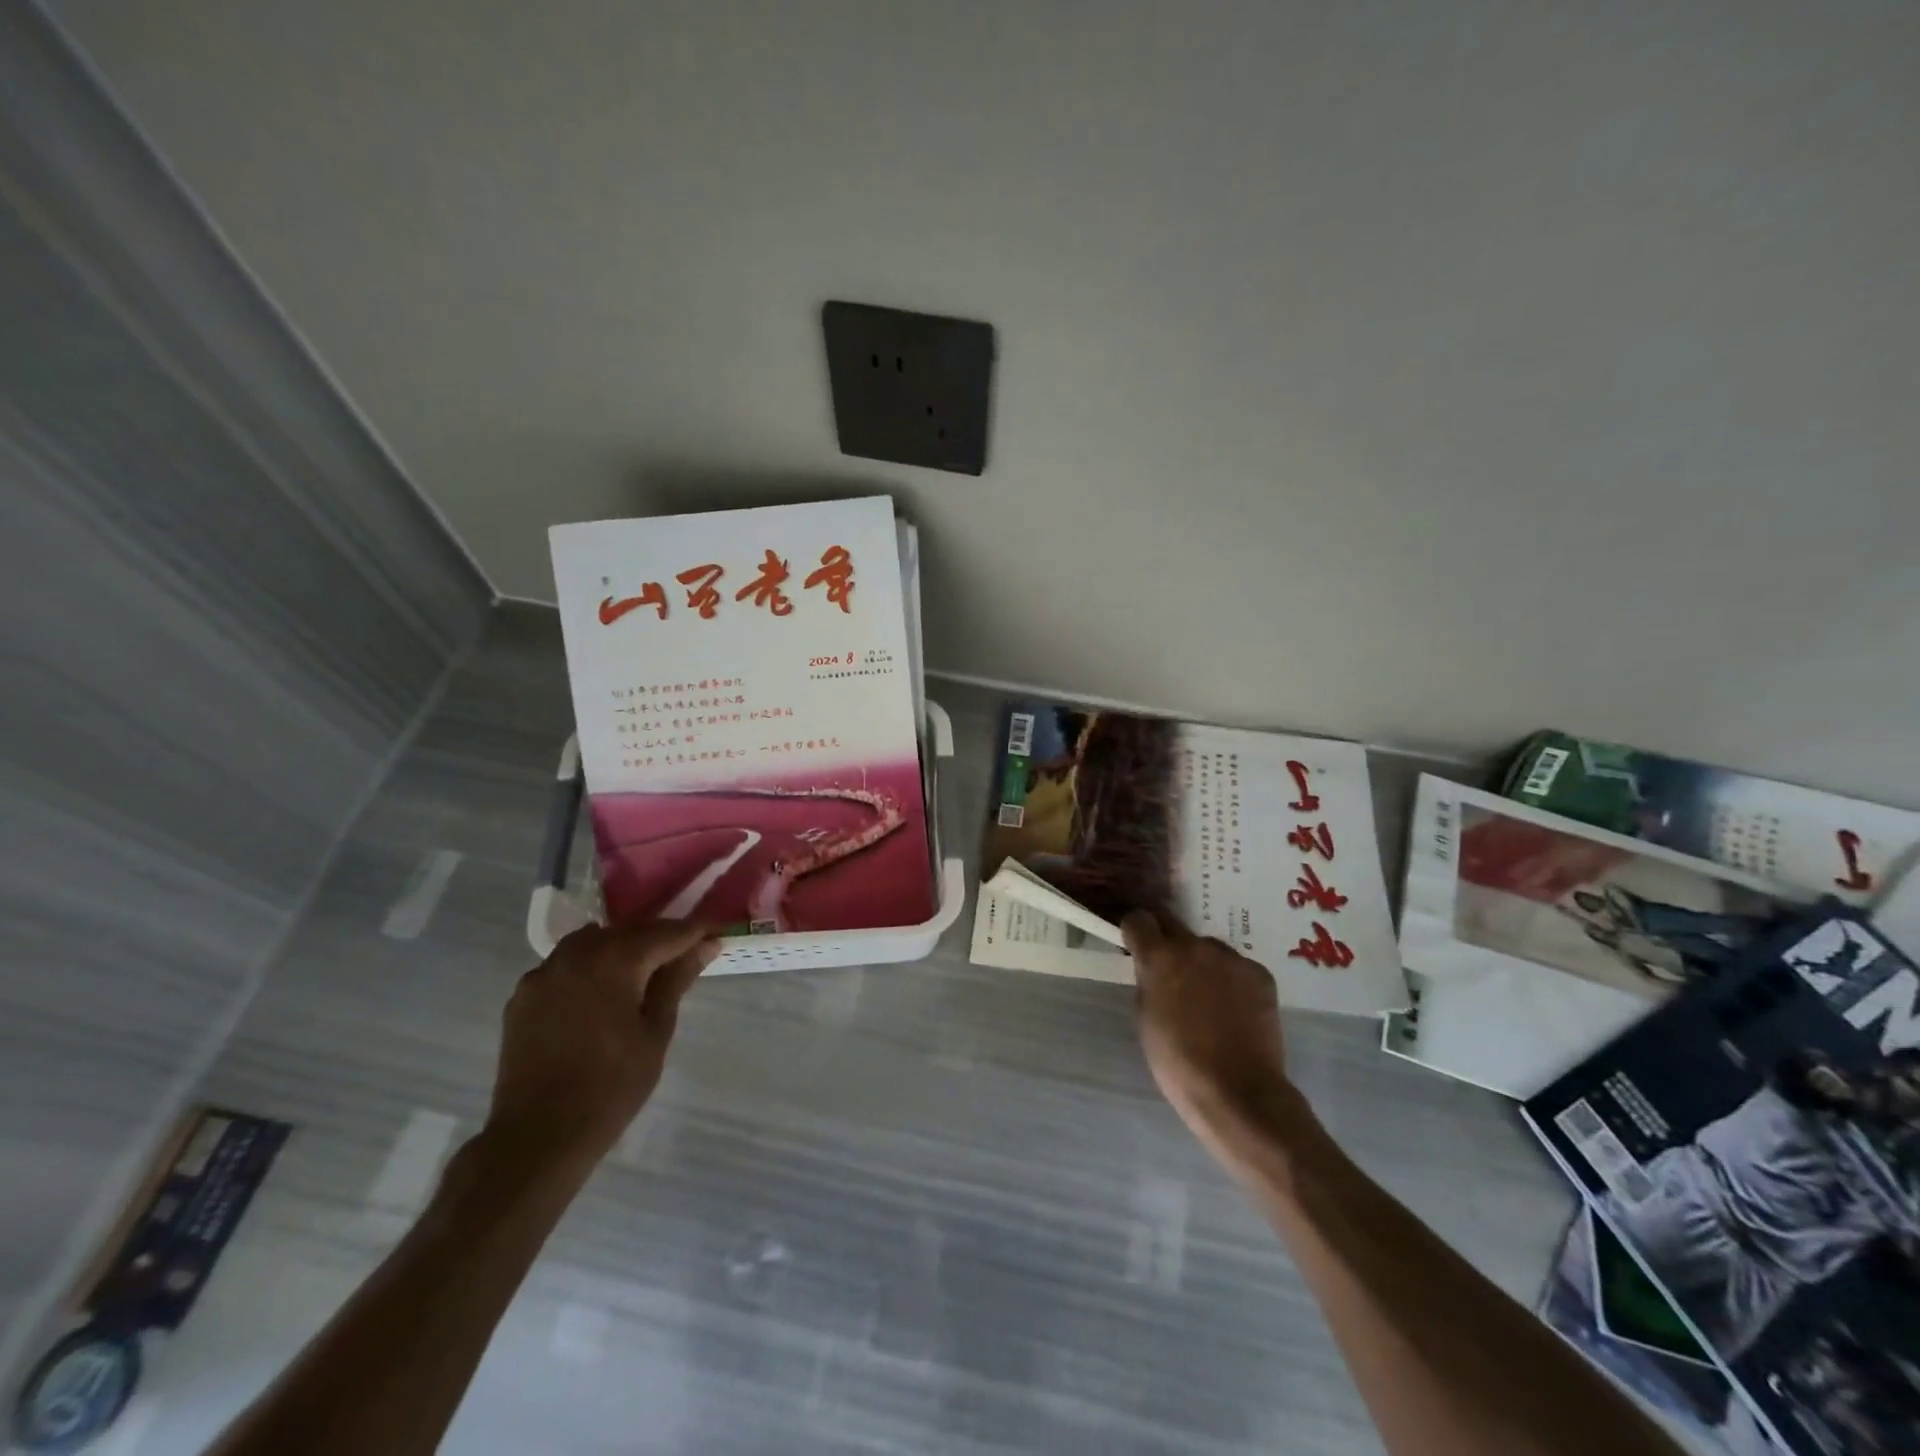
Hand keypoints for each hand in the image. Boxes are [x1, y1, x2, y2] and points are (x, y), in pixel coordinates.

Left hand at [484, 918, 718, 1177]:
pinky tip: (598, 992)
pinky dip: (588, 967)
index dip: (695, 932)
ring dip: (621, 948)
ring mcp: (544, 972)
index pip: (667, 933)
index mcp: (616, 960)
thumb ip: (677, 980)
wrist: (538, 1136)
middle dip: (659, 938)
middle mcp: (578, 953)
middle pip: (629, 931)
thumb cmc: (612, 1086)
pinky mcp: (523, 994)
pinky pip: (565, 965)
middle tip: (686, 953)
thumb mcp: (656, 1031)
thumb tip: (707, 945)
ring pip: (593, 942)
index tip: (716, 933)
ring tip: (641, 971)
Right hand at [1123, 910, 1293, 1143]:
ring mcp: (1232, 958)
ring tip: (1208, 998)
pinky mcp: (1260, 974)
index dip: (1134, 931)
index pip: (1139, 919)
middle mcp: (1196, 946)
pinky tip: (1234, 1010)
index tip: (1135, 946)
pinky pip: (1237, 967)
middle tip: (1169, 970)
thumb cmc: (1178, 1061)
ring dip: (1201, 962)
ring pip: (1207, 948)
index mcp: (1160, 957)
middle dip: (1165, 941)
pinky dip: (1231, 980)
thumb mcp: (1145, 1019)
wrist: (1238, 1092)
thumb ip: (1148, 983)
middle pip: (1173, 924)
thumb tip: (1154, 971)